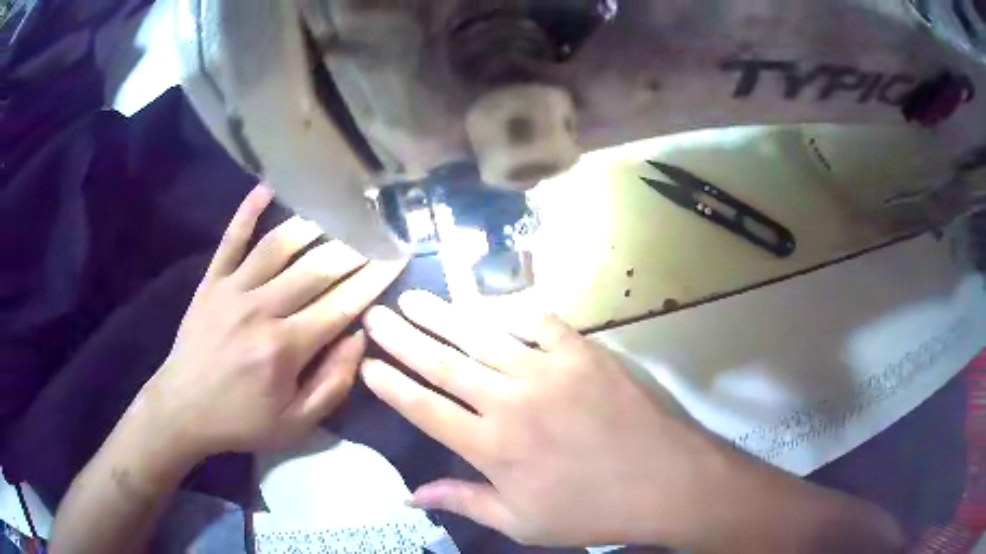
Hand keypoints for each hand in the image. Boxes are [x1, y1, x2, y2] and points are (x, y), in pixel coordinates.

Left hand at [136, 185, 405, 460]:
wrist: (183, 410)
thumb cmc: (242, 421)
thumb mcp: (296, 424)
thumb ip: (332, 385)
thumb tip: (359, 338)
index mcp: (285, 348)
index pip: (340, 306)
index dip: (372, 281)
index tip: (396, 257)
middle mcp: (261, 310)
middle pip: (315, 270)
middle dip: (351, 248)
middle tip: (376, 229)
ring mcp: (233, 290)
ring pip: (278, 247)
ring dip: (311, 225)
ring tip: (337, 210)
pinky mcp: (211, 282)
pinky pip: (231, 240)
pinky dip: (247, 212)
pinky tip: (267, 187)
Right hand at [361, 292, 903, 551]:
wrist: (665, 481)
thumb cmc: (591, 511)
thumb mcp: (522, 523)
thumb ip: (463, 503)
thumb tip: (410, 498)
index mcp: (492, 448)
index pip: (424, 409)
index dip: (391, 384)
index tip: (367, 363)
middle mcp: (510, 402)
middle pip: (443, 363)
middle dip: (404, 337)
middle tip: (377, 313)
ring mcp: (548, 371)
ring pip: (482, 335)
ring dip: (444, 315)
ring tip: (415, 297)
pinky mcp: (584, 352)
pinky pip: (539, 321)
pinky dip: (510, 309)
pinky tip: (489, 299)